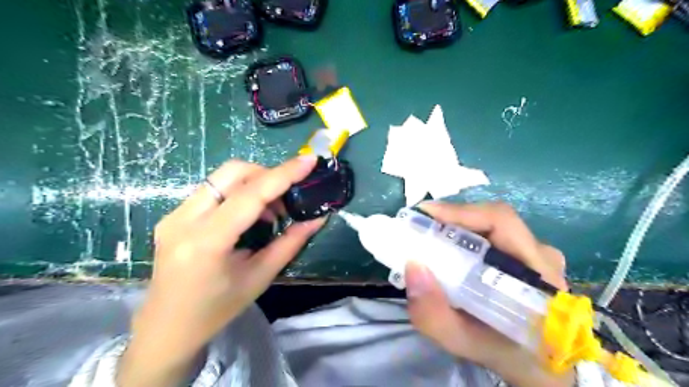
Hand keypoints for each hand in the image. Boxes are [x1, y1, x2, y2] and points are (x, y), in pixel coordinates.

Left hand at [117, 155, 324, 386]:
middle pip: (232, 172)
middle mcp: (183, 219)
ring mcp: (174, 214)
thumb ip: (291, 243)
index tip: (309, 160)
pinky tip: (249, 215)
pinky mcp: (173, 215)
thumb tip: (318, 218)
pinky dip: (239, 192)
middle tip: (287, 198)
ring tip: (271, 211)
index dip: (283, 174)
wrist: (166, 328)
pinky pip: (213, 189)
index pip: (250, 195)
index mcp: (207, 241)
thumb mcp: (260, 277)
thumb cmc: (217, 309)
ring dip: (254, 184)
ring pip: (222, 177)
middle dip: (267, 175)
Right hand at [405, 201, 570, 386]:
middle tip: (420, 228)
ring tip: (430, 236)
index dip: (461, 211)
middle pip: (493, 219)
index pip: (501, 222)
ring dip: (458, 226)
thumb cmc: (505, 353)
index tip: (425, 213)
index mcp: (537, 274)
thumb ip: (434, 315)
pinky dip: (466, 235)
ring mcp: (537, 253)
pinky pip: (493, 234)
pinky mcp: (527, 255)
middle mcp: (541, 255)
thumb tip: (412, 266)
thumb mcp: (464, 342)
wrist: (537, 365)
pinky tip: (449, 247)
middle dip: (452, 219)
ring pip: (492, 225)